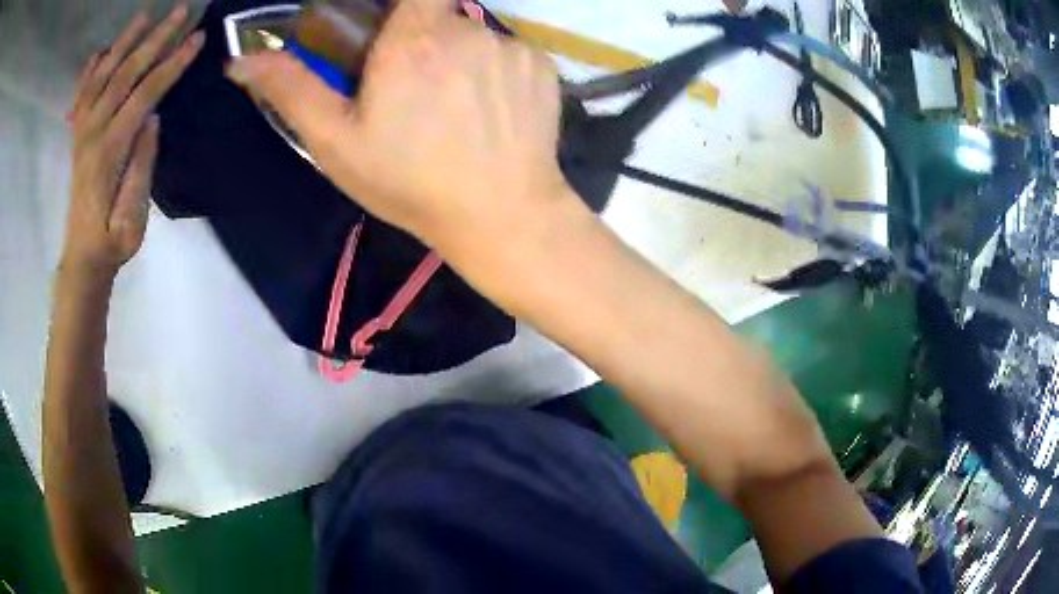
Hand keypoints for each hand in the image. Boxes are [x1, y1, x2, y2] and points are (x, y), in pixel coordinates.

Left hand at [62, 5, 202, 278]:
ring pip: (102, 76)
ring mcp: (82, 133)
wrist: (83, 258)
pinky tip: (99, 53)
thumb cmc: (113, 242)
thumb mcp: (133, 218)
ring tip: (144, 15)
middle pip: (124, 74)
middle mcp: (92, 134)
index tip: (197, 39)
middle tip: (181, 11)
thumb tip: (153, 119)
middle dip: (154, 39)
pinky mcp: (77, 137)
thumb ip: (142, 168)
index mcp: (109, 152)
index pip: (144, 95)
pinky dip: (88, 71)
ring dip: (123, 42)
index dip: (171, 65)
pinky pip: (80, 97)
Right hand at [225, 0, 576, 252]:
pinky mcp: (543, 67)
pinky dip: (496, 76)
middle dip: (423, 44)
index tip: (390, 33)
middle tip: (416, 95)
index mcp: (415, 37)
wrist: (501, 215)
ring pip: (475, 38)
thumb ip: (291, 90)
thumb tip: (241, 60)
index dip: (401, 8)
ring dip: (459, 63)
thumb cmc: (410, 182)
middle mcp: (468, 28)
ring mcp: (512, 46)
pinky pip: (510, 55)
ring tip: (454, 114)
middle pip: (439, 17)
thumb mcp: (336, 142)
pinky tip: (490, 115)